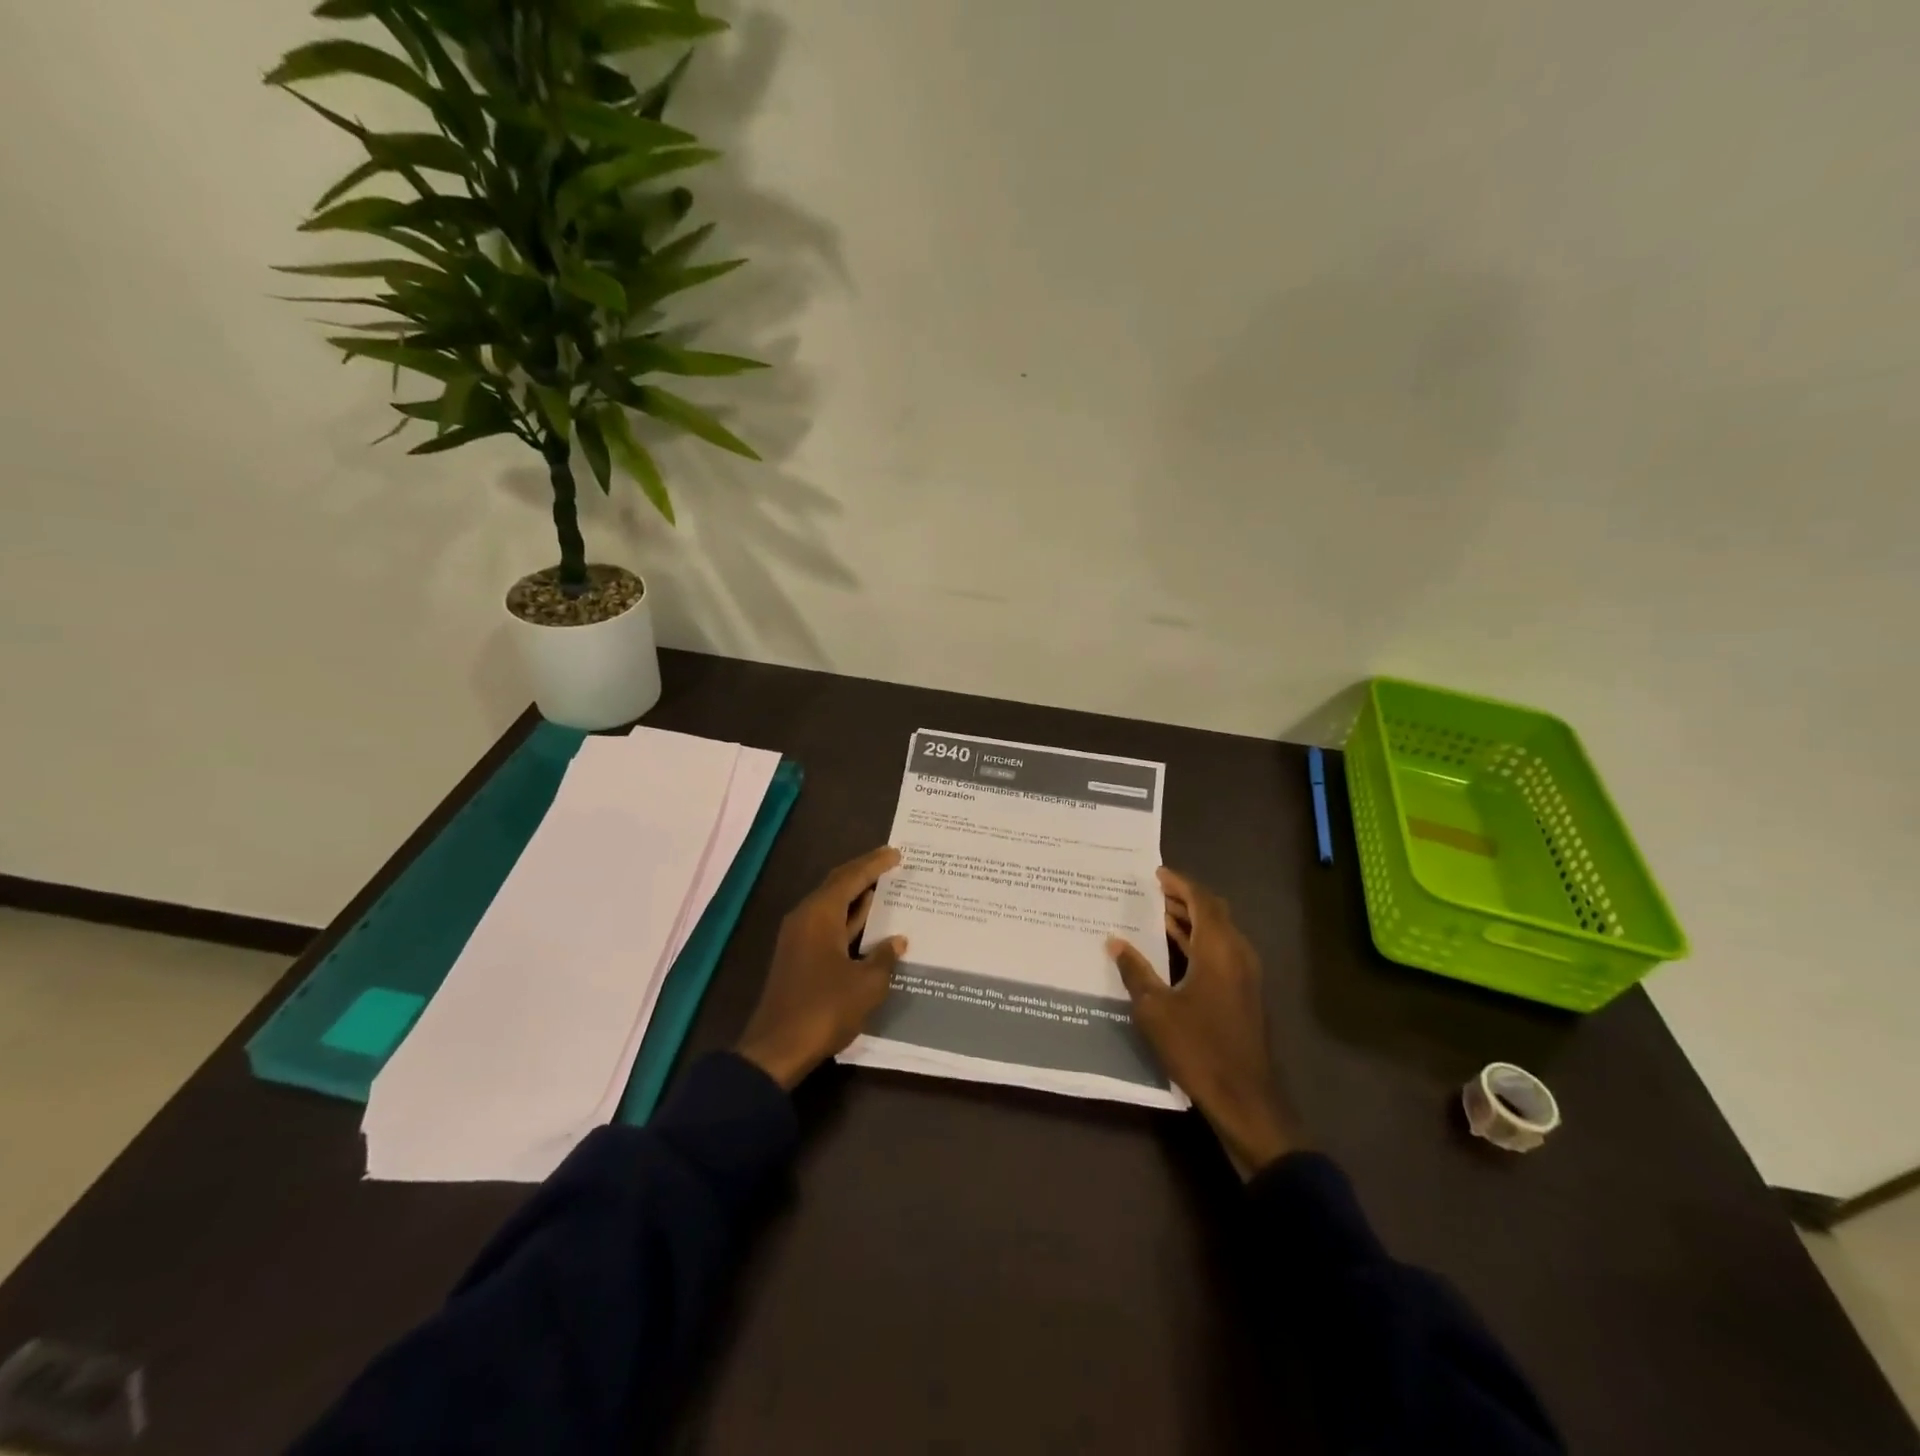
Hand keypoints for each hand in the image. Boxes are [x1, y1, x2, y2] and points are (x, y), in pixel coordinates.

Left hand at [736, 846, 907, 1090]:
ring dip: (857, 898)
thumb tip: (897, 941)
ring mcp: (799, 939)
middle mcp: (806, 918)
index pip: (851, 877)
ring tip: (887, 890)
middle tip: (893, 864)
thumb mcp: (866, 984)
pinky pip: (829, 926)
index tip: (897, 853)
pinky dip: (850, 920)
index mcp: (820, 914)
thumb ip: (884, 957)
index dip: (875, 864)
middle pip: (837, 886)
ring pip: (832, 907)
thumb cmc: (824, 1009)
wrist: (777, 1049)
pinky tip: (870, 927)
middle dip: (865, 874)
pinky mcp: (799, 958)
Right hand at [1108, 868, 1303, 1178]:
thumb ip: (1135, 971)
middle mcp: (1237, 954)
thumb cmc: (1198, 1047)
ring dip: (1193, 921)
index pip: (1201, 901)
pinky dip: (1199, 942)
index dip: (1180, 884)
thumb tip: (1114, 941)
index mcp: (1219, 949)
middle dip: (1186, 899)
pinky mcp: (1244, 995)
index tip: (1157, 873)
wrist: (1245, 1098)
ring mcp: (1245, 976)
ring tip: (1159, 914)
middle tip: (1155, 891)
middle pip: (1214, 913)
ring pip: (1219, 933)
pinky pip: (1221, 952)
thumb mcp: (1155, 1009)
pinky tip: (1176, 951)